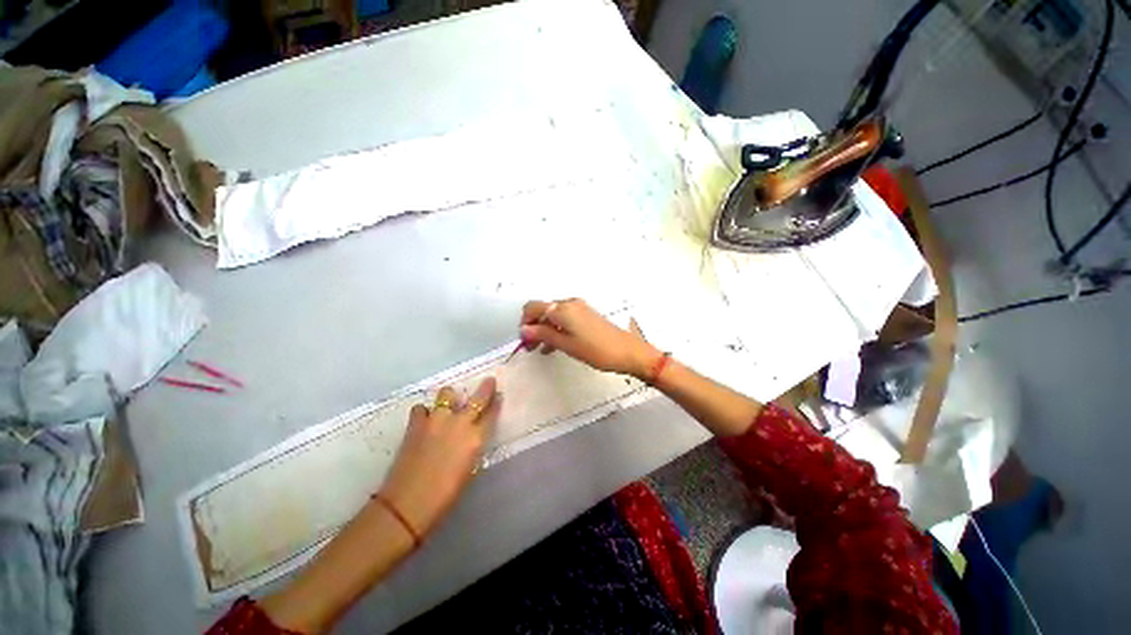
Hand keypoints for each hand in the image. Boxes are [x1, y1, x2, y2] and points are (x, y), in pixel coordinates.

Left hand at [378, 378, 500, 537]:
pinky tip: (424, 420)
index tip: (499, 395)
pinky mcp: (416, 424)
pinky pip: (421, 408)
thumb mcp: (469, 469)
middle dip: (486, 387)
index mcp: (476, 438)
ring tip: (447, 405)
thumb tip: (472, 436)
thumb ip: (472, 447)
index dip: (496, 403)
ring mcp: (436, 420)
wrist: (408, 504)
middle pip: (477, 398)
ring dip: (450, 397)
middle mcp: (459, 423)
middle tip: (489, 381)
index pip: (491, 413)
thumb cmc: (445, 495)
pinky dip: (424, 412)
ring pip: (447, 394)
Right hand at [520, 299, 660, 378]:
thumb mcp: (566, 344)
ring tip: (540, 349)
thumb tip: (524, 330)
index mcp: (562, 308)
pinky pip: (565, 319)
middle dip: (534, 327)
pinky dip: (556, 329)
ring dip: (544, 329)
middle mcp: (570, 303)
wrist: (628, 351)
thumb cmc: (596, 350)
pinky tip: (554, 346)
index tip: (524, 339)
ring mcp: (579, 308)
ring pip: (554, 316)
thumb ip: (543, 335)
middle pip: (543, 310)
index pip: (533, 307)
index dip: (525, 322)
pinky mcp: (586, 315)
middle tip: (530, 347)